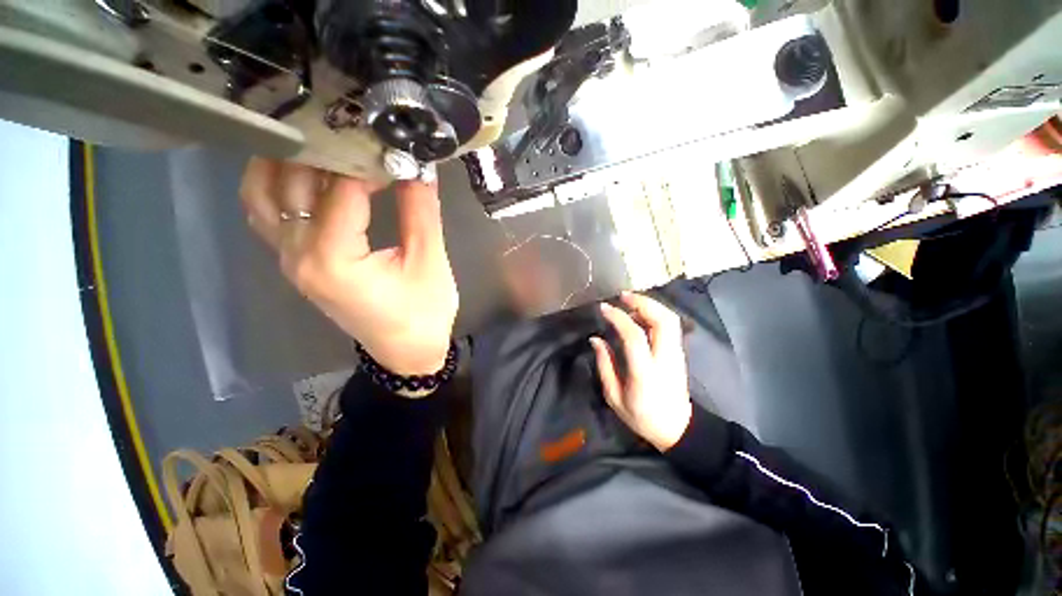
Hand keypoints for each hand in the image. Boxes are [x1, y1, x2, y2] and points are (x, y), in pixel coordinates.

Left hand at [240, 158, 457, 378]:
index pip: (341, 189)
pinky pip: (267, 212)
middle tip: (363, 136)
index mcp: (333, 259)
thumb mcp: (429, 263)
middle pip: (292, 181)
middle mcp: (297, 254)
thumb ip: (420, 212)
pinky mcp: (293, 261)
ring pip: (264, 192)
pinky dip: (278, 183)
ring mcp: (288, 259)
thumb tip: (418, 167)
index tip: (395, 148)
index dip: (369, 163)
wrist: (404, 351)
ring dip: (290, 161)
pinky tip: (305, 172)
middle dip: (329, 152)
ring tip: (329, 144)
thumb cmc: (423, 313)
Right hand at [590, 292, 692, 451]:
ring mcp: (676, 354)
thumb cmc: (642, 416)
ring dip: (650, 305)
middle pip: (663, 320)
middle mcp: (665, 358)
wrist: (677, 429)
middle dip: (642, 302)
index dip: (618, 318)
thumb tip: (595, 339)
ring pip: (670, 319)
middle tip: (622, 296)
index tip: (604, 308)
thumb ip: (605, 365)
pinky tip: (640, 315)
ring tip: (629, 302)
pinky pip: (670, 325)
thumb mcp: (614, 397)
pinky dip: (655, 313)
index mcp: (646, 372)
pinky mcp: (679, 353)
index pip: (635, 336)